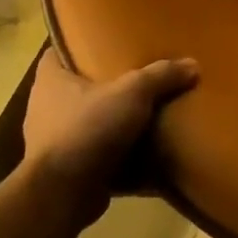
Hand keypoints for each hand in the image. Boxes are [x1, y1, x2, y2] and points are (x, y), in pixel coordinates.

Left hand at [23, 52, 198, 218]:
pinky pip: (94, 154)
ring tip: (144, 113)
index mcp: (50, 81)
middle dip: (104, 84)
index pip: (58, 52)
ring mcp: (52, 142)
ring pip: (86, 121)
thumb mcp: (133, 93)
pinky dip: (114, 153)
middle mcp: (44, 109)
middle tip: (137, 75)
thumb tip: (193, 65)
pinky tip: (141, 150)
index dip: (79, 44)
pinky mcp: (65, 171)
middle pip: (77, 87)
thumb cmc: (88, 129)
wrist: (62, 195)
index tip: (106, 41)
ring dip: (110, 121)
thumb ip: (162, 75)